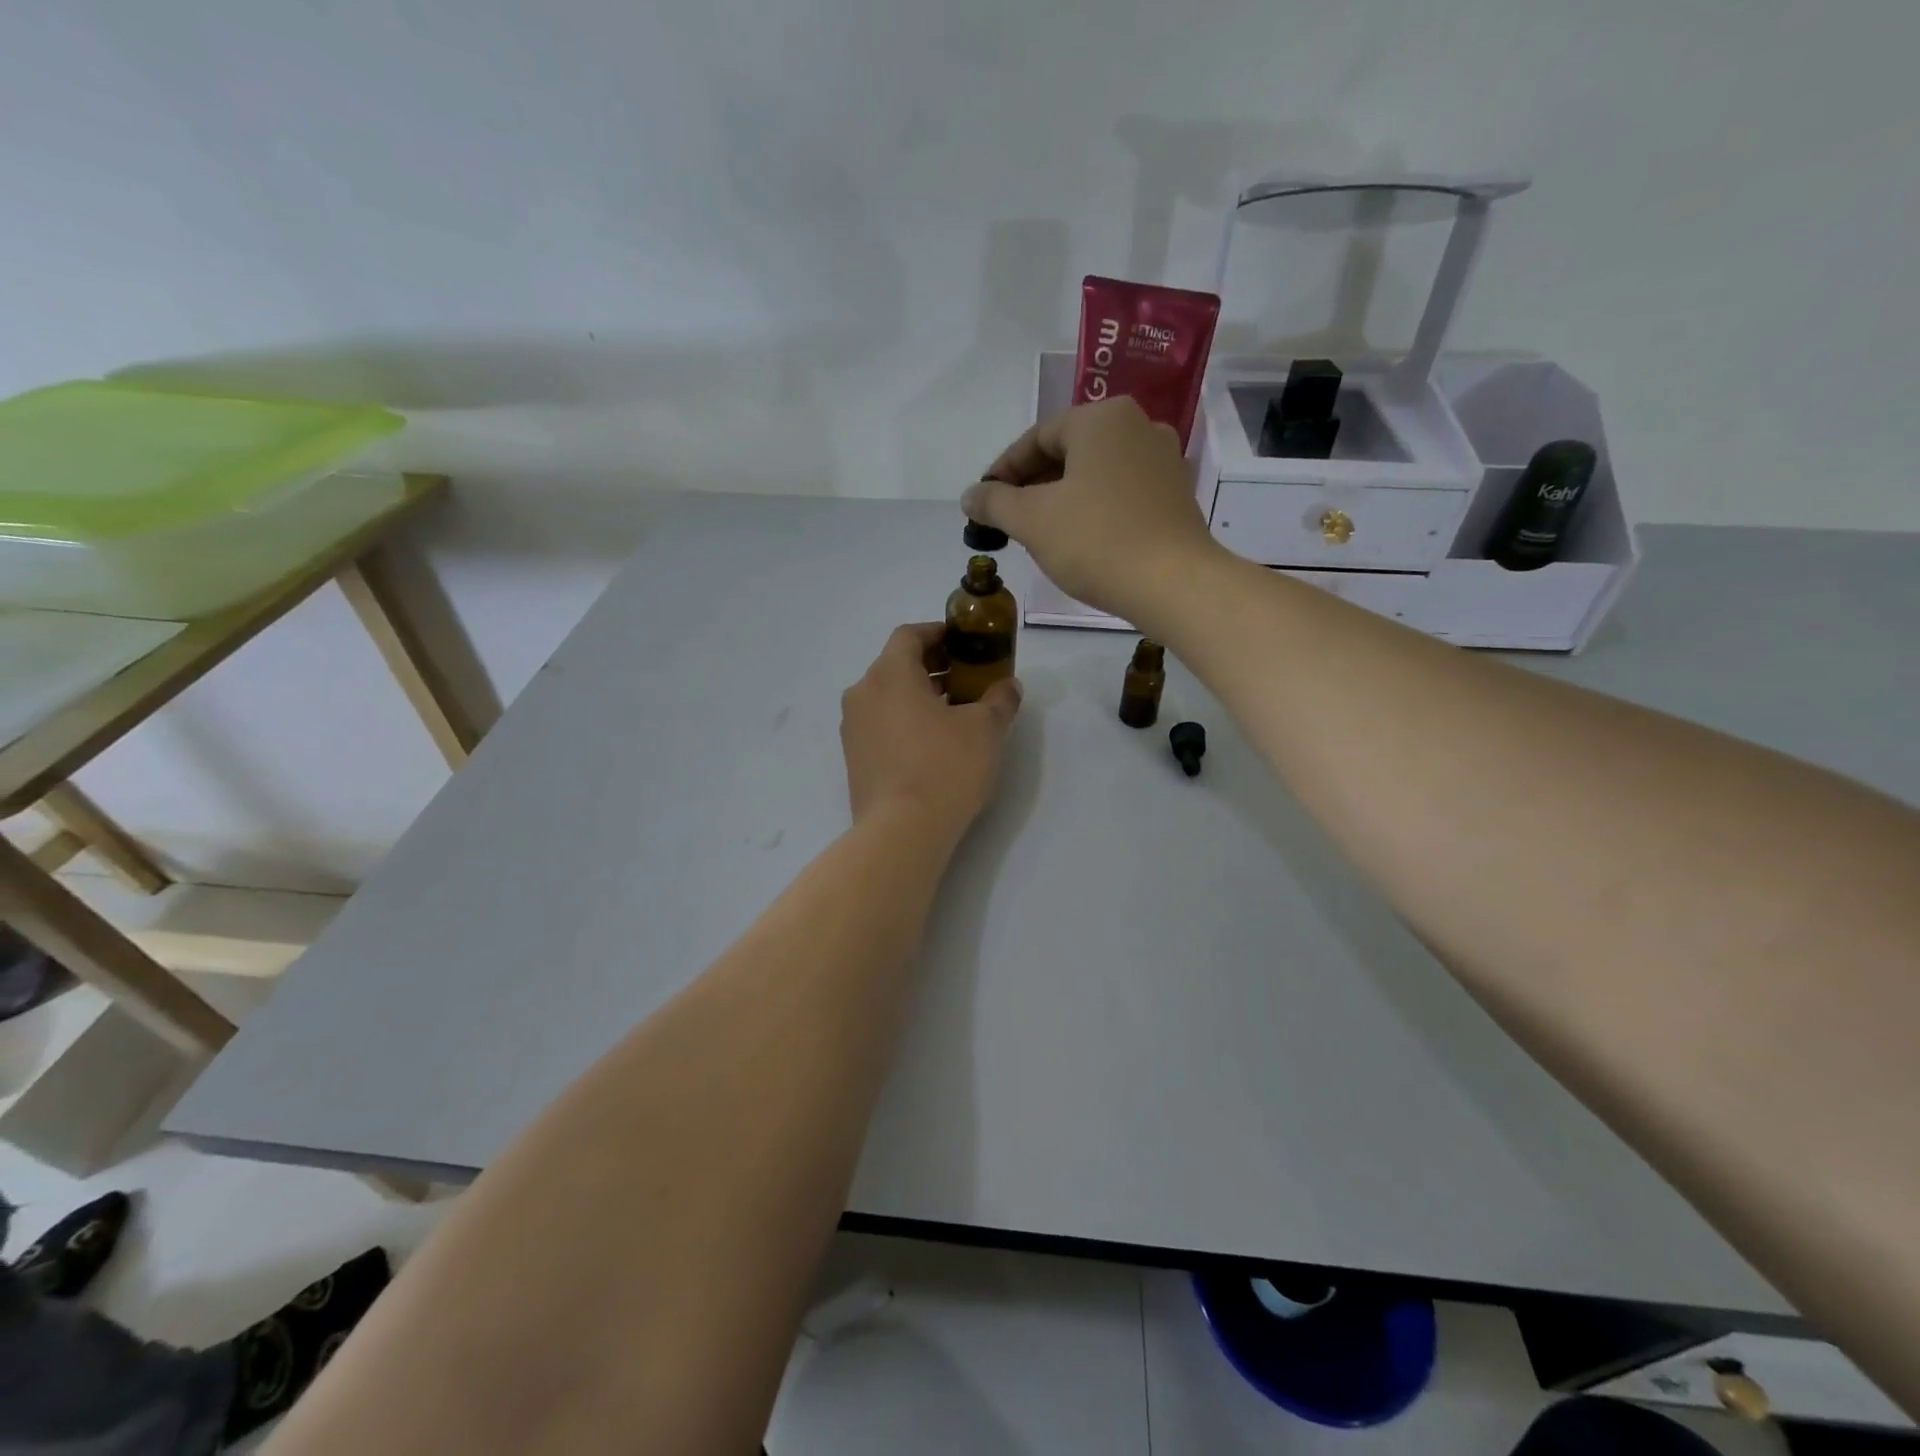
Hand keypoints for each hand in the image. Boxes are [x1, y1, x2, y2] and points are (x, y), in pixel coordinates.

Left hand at [841, 623, 1021, 833]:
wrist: (901, 831)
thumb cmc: (944, 767)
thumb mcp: (985, 729)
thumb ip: (999, 699)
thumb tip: (1008, 686)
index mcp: (889, 674)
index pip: (909, 635)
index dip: (938, 633)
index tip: (964, 643)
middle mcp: (863, 694)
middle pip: (896, 665)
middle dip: (932, 666)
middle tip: (967, 678)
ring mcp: (853, 728)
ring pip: (887, 696)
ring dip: (918, 695)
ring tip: (955, 712)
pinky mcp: (854, 758)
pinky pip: (880, 724)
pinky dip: (904, 720)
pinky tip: (933, 742)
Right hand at [962, 397, 1221, 623]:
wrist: (1173, 584)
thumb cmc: (1096, 541)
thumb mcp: (1032, 520)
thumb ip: (995, 502)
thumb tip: (970, 496)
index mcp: (1102, 419)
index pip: (1037, 437)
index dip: (1003, 470)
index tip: (983, 501)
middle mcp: (1138, 426)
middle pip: (1068, 452)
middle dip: (1032, 485)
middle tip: (1006, 519)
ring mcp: (1163, 460)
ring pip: (1094, 473)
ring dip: (1061, 498)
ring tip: (1037, 532)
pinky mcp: (1175, 495)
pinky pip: (1120, 492)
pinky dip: (1092, 508)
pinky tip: (1078, 539)